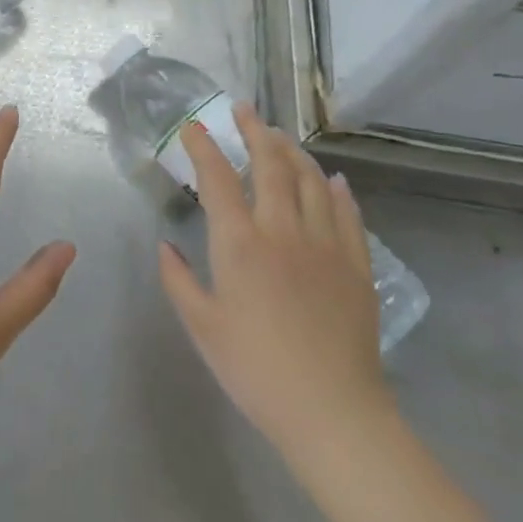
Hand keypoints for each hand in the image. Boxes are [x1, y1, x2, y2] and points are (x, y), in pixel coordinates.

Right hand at [157, 102, 396, 477]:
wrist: (332, 411)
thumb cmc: (255, 369)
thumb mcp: (202, 327)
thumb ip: (178, 280)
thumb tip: (166, 245)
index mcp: (239, 243)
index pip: (217, 178)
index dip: (203, 146)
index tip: (193, 127)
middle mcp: (283, 230)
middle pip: (270, 165)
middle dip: (255, 131)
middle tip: (244, 110)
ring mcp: (325, 244)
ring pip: (311, 181)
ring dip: (293, 152)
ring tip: (281, 137)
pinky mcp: (356, 265)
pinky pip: (348, 215)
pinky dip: (338, 191)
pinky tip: (333, 180)